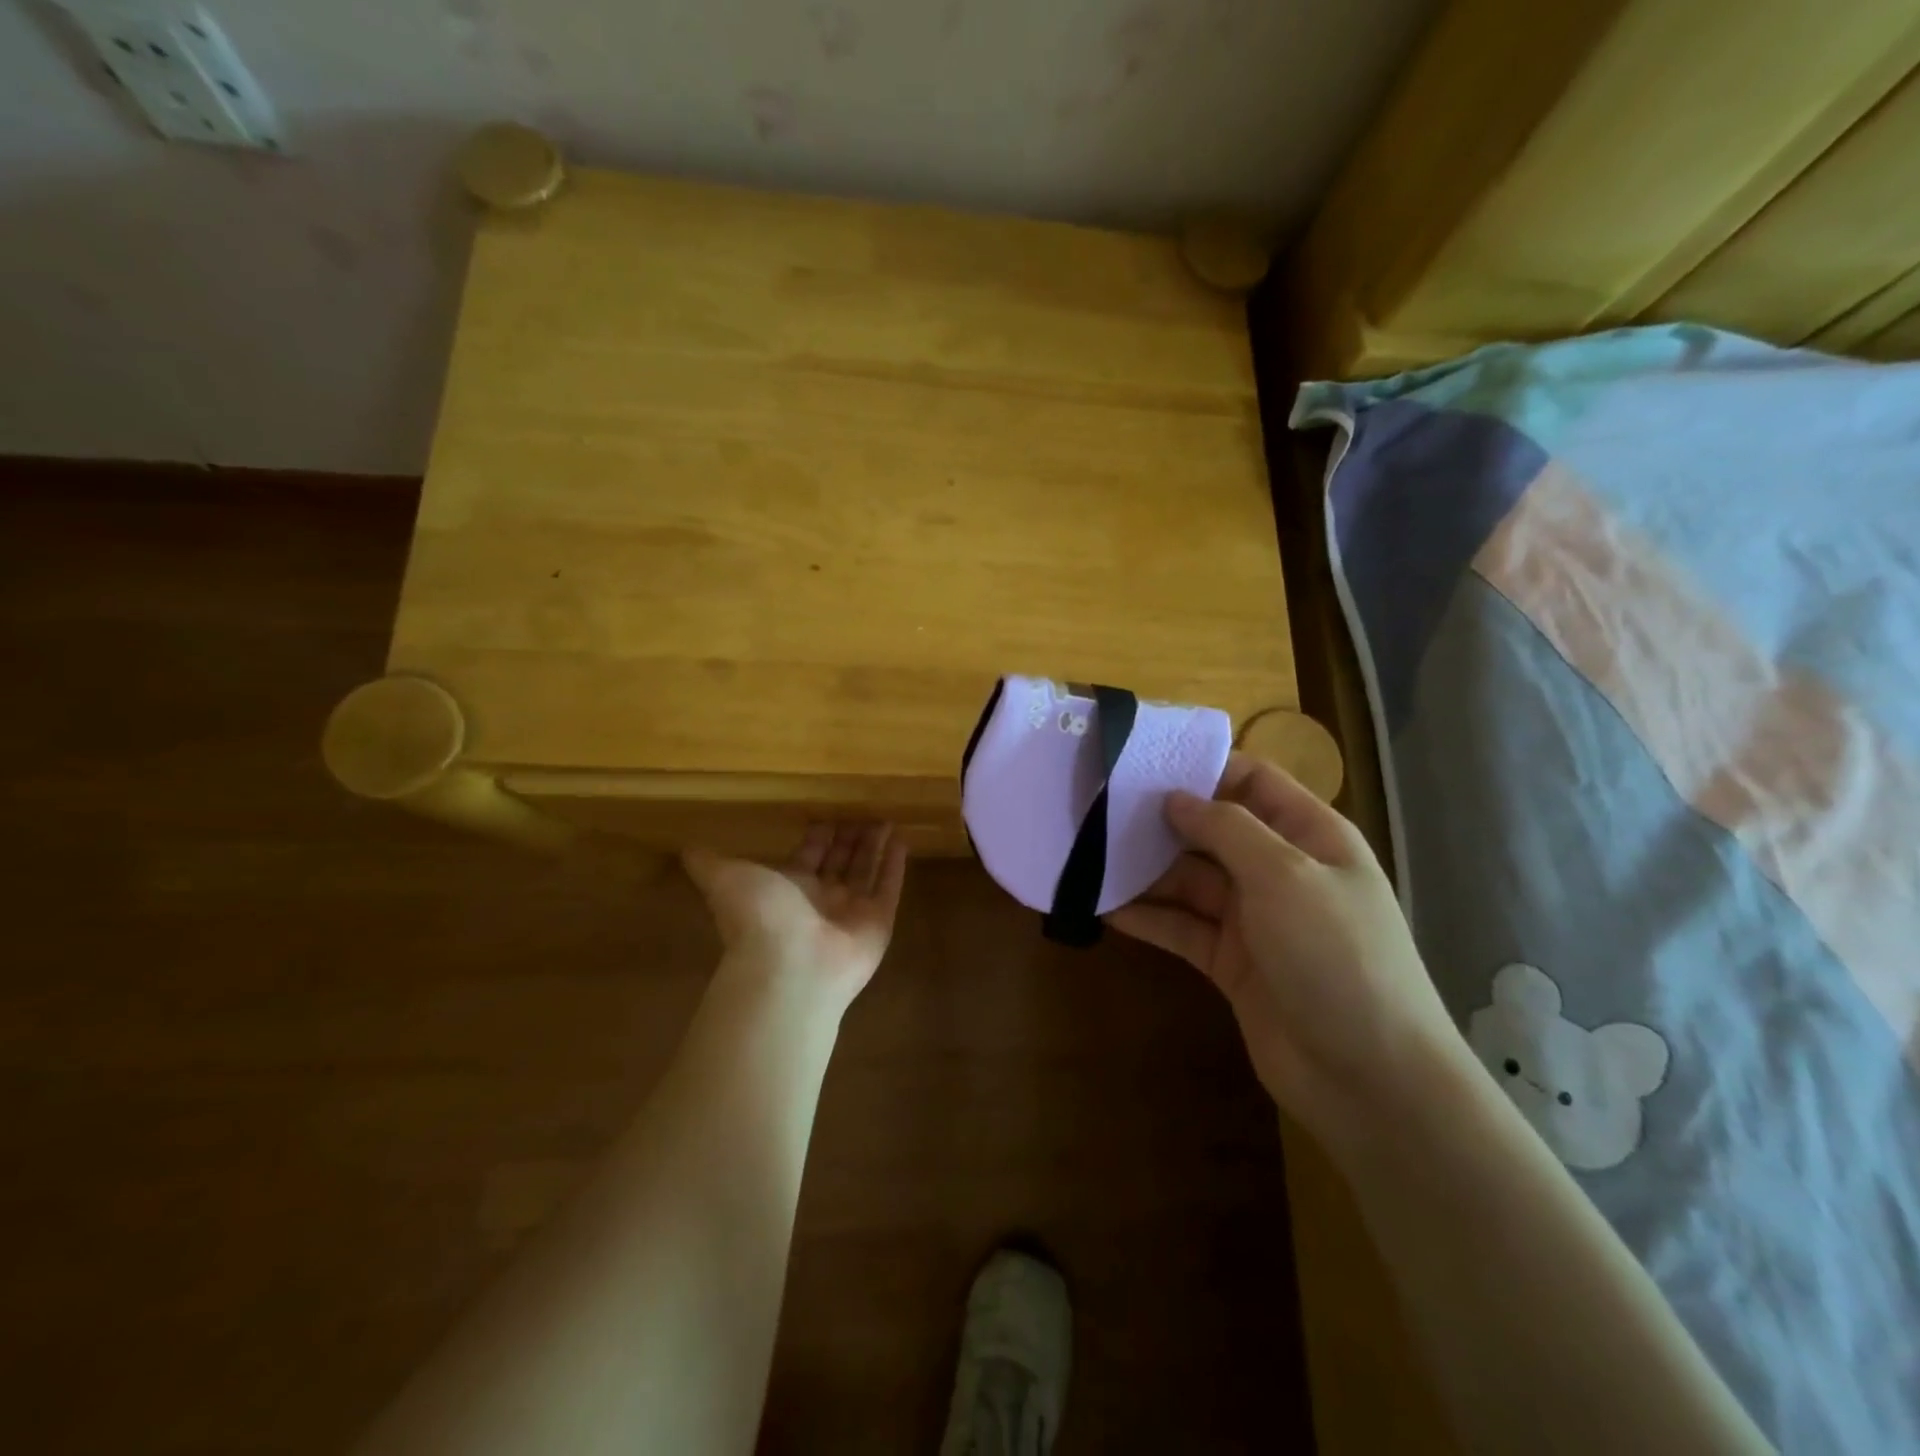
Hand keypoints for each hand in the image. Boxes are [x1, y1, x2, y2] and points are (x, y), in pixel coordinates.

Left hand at [684, 823, 907, 1013]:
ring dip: (875, 845)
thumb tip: (684, 847)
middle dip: (850, 835)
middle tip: (863, 807)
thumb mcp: (726, 878)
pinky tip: (902, 838)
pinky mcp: (878, 922)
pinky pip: (889, 888)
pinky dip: (895, 865)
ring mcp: (851, 912)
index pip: (808, 854)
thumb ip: (708, 862)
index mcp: (788, 887)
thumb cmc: (759, 917)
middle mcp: (820, 898)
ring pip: (866, 870)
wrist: (790, 967)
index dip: (818, 833)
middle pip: (839, 860)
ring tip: (886, 816)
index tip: (828, 809)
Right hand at [1108, 754, 1460, 1145]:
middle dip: (1162, 820)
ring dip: (1146, 870)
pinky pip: (1181, 927)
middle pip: (1212, 830)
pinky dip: (1147, 917)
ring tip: (1090, 856)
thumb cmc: (1336, 956)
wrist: (1370, 1079)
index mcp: (1308, 836)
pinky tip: (1103, 907)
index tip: (1144, 765)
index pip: (1253, 781)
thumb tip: (1176, 797)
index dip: (1203, 768)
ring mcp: (1254, 918)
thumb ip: (1227, 828)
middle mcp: (1279, 870)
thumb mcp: (1285, 876)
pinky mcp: (1230, 962)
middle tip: (1098, 810)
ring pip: (1190, 880)